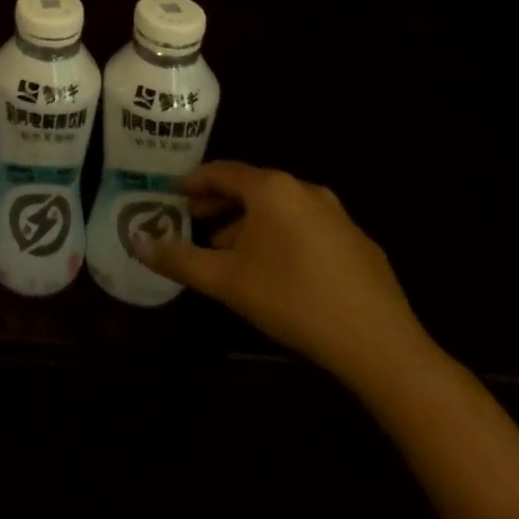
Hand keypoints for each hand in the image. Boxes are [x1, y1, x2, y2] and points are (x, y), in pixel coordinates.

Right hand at [133, 161, 433, 391]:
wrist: (383, 348)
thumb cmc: (294, 301)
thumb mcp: (227, 281)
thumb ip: (179, 259)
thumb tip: (135, 241)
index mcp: (271, 188)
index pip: (221, 171)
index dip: (194, 182)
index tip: (174, 194)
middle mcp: (304, 189)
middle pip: (251, 188)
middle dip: (221, 204)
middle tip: (197, 222)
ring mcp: (338, 215)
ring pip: (281, 209)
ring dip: (252, 223)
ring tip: (234, 252)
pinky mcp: (360, 243)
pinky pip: (308, 227)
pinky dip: (285, 237)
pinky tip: (281, 271)